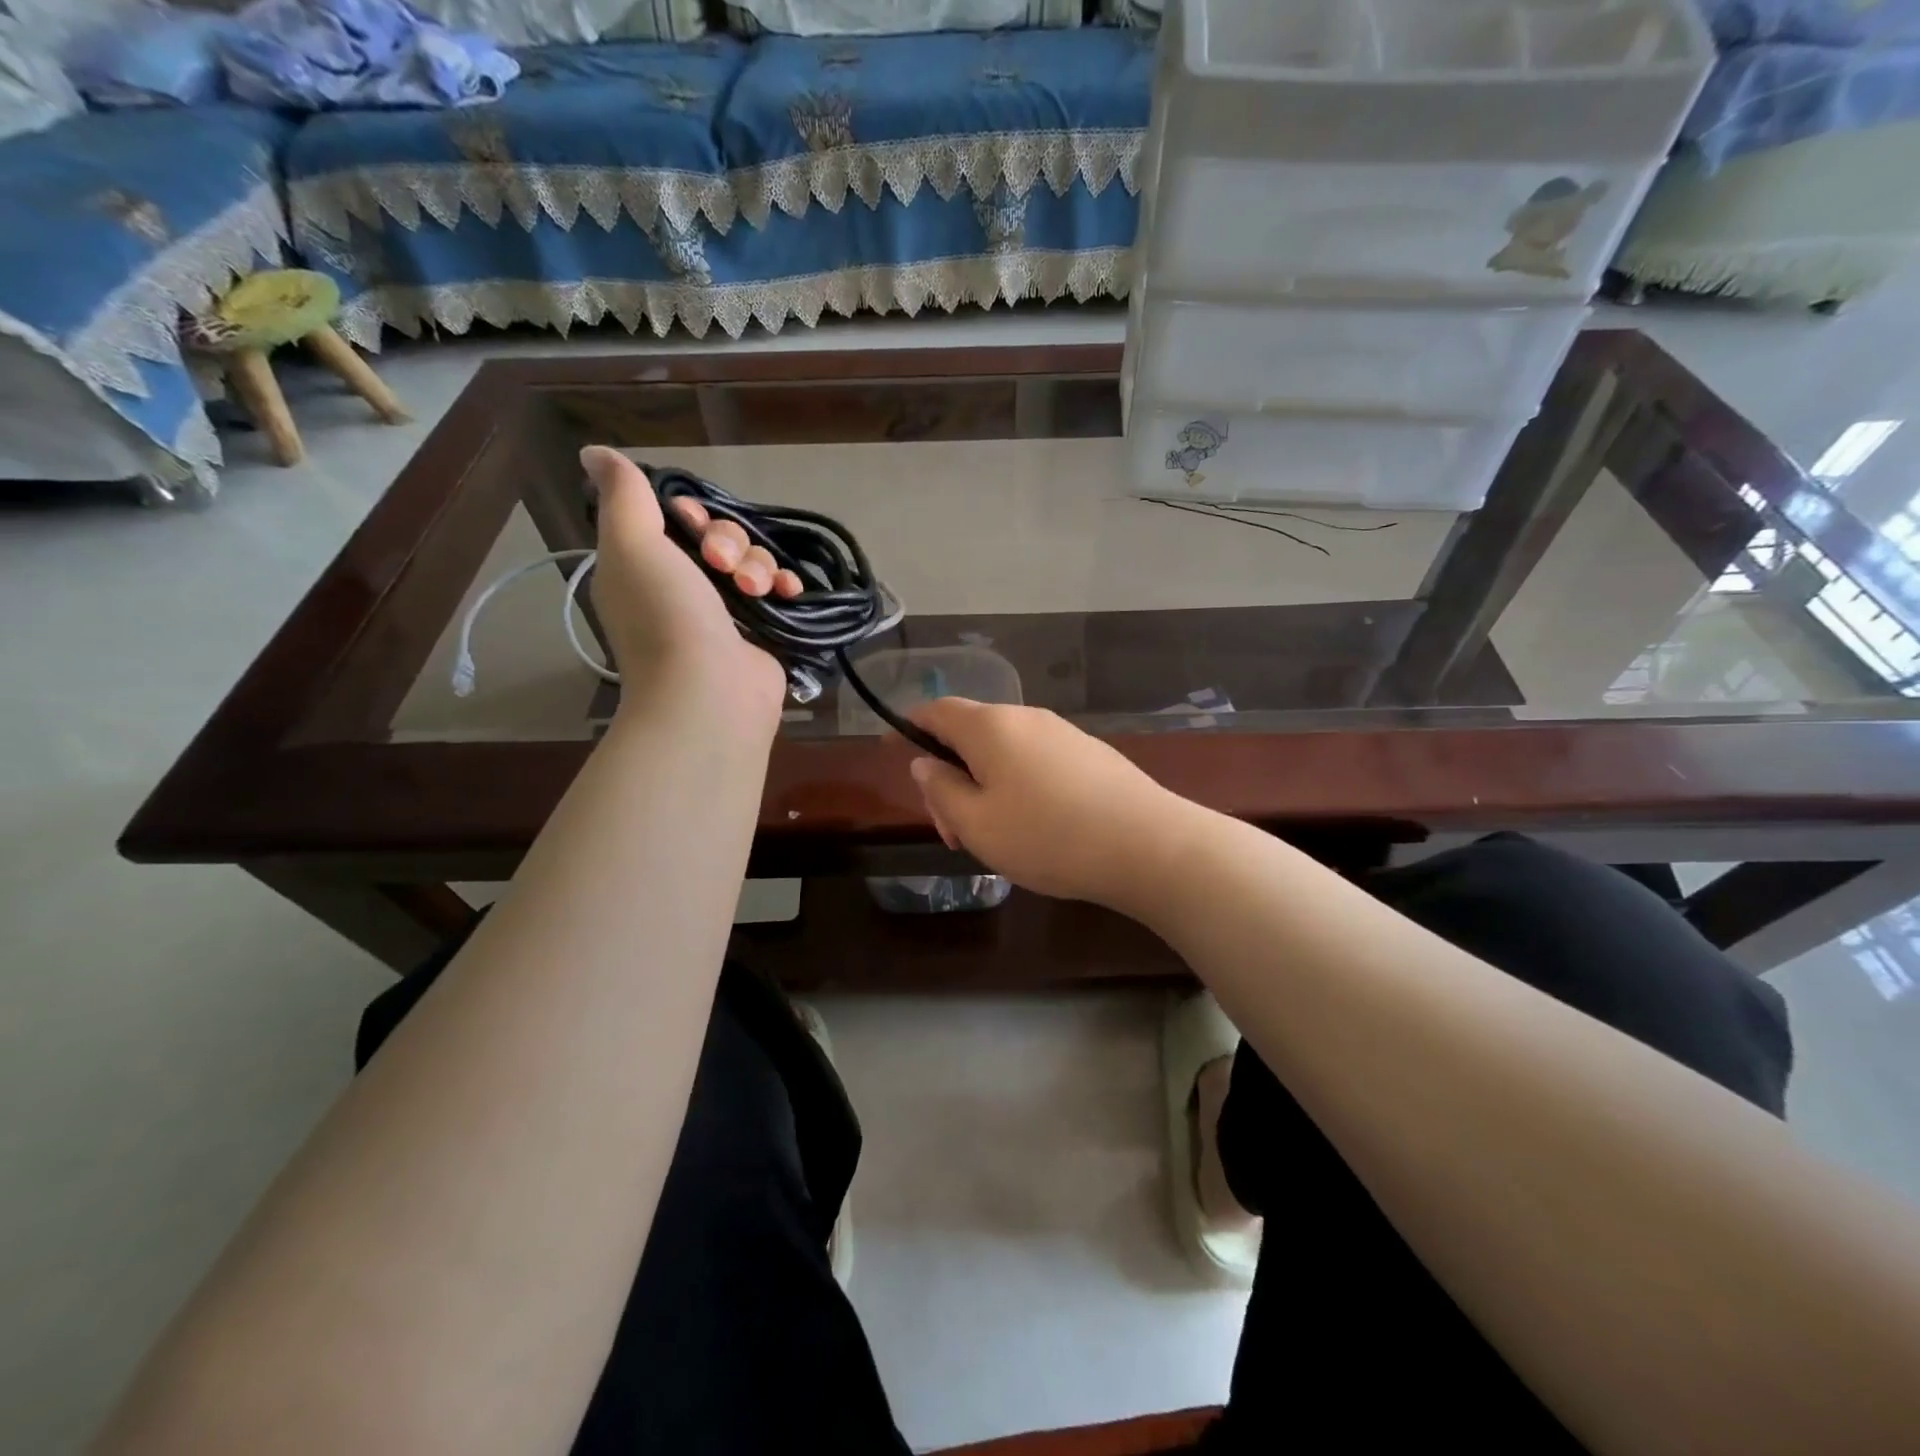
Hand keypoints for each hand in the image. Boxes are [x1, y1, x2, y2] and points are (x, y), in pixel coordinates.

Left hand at [581, 447, 800, 728]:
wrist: (709, 692)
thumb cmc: (666, 616)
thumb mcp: (632, 544)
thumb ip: (622, 495)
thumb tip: (593, 451)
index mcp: (644, 567)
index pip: (674, 520)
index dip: (690, 512)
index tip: (692, 521)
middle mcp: (682, 588)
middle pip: (718, 537)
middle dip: (729, 540)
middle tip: (722, 564)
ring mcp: (723, 613)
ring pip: (751, 561)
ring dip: (758, 564)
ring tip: (755, 590)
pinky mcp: (759, 631)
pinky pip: (777, 591)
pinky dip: (783, 585)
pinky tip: (787, 591)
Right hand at [904, 698, 1186, 911]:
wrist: (1147, 845)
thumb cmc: (1047, 836)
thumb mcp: (977, 823)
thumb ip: (941, 789)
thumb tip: (923, 762)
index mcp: (990, 727)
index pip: (936, 711)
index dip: (908, 728)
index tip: (891, 751)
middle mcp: (1026, 718)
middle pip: (970, 735)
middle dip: (949, 777)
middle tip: (951, 832)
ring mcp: (1062, 734)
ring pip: (1004, 752)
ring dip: (983, 787)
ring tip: (991, 837)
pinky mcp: (1090, 754)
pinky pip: (1036, 762)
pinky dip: (1017, 786)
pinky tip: (1032, 827)